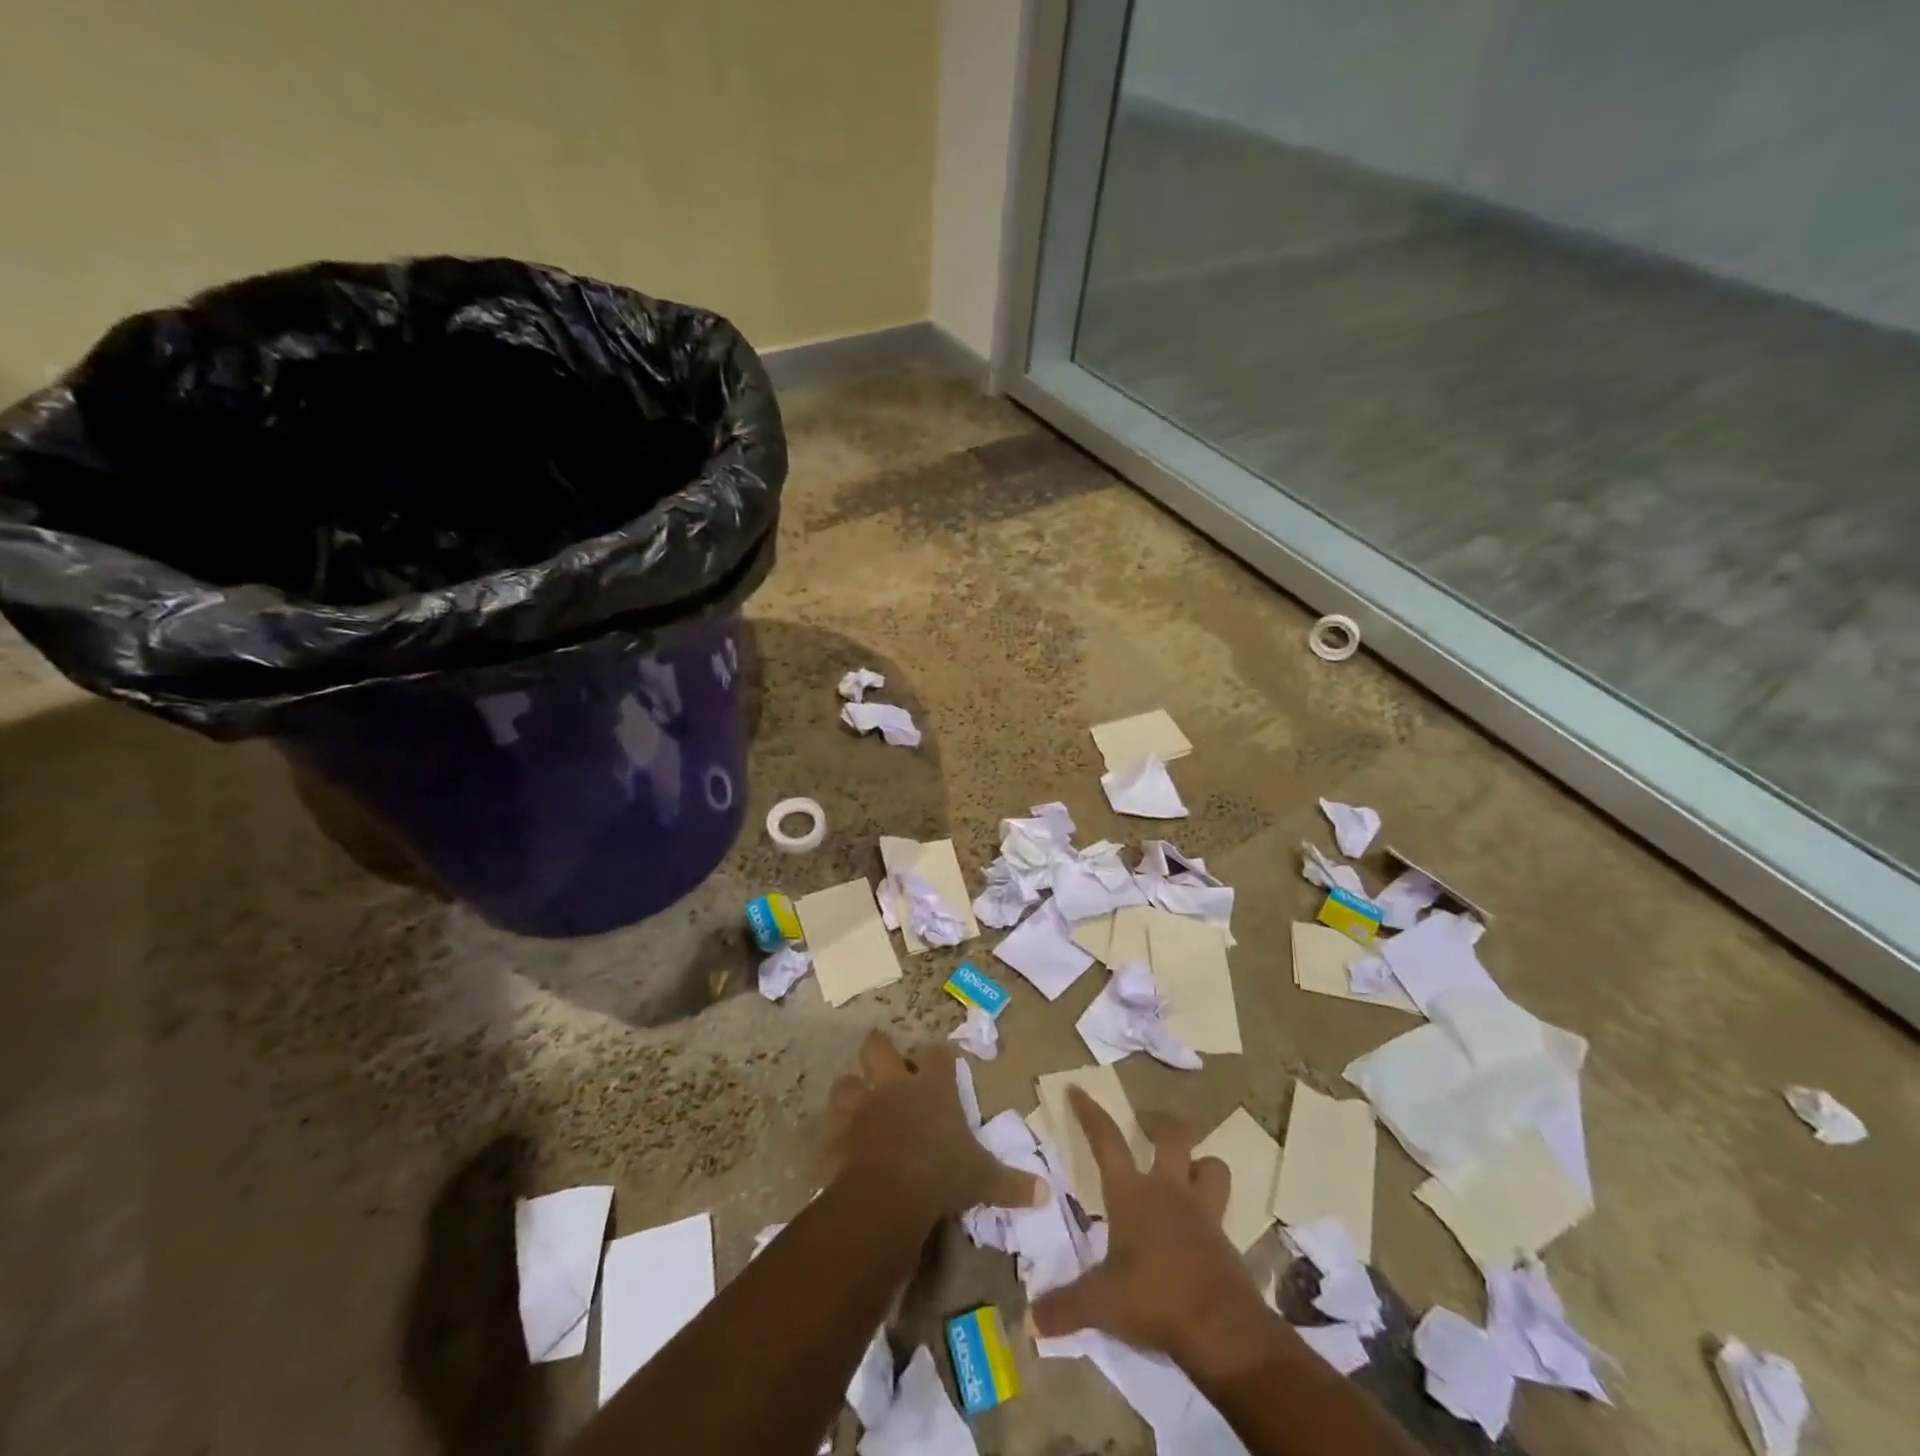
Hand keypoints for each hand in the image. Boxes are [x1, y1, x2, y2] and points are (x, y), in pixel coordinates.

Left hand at [829, 1031, 1043, 1222]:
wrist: (891, 1191)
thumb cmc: (942, 1172)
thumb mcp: (983, 1179)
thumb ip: (1012, 1183)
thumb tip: (1046, 1194)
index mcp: (933, 1088)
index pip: (938, 1056)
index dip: (940, 1054)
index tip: (943, 1057)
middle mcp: (896, 1087)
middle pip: (879, 1048)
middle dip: (880, 1048)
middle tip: (884, 1058)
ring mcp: (864, 1108)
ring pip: (846, 1083)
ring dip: (850, 1090)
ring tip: (856, 1100)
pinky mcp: (841, 1135)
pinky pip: (831, 1129)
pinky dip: (833, 1136)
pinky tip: (837, 1146)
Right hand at [1032, 1088, 1273, 1379]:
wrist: (1222, 1329)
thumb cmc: (1155, 1299)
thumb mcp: (1101, 1304)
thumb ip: (1065, 1306)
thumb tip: (1030, 1318)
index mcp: (1132, 1194)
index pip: (1107, 1140)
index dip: (1090, 1113)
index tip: (1078, 1090)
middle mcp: (1169, 1190)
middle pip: (1173, 1134)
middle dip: (1158, 1121)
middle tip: (1144, 1123)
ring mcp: (1202, 1212)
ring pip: (1211, 1166)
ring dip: (1199, 1161)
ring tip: (1185, 1167)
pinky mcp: (1226, 1239)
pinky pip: (1222, 1209)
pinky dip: (1212, 1208)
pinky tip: (1200, 1226)